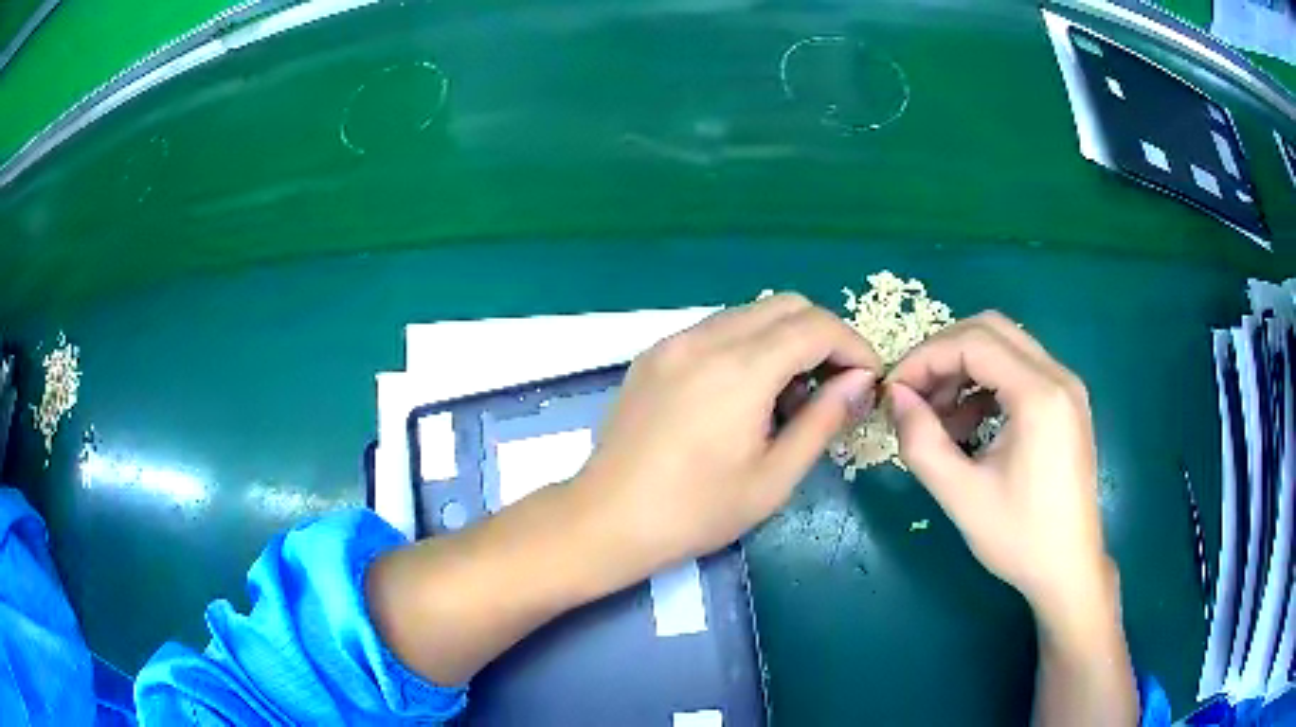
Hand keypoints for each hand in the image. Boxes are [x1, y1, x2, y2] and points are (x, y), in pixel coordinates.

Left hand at [573, 293, 881, 575]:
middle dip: (823, 336)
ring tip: (789, 396)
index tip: (868, 381)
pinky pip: (716, 329)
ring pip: (750, 313)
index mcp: (740, 369)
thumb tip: (860, 383)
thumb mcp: (774, 477)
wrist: (607, 518)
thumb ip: (823, 420)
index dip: (854, 346)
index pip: (816, 326)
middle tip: (834, 385)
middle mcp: (706, 338)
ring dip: (785, 340)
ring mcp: (674, 341)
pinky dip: (748, 345)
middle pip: (786, 305)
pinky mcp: (654, 353)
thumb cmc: (696, 511)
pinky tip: (744, 394)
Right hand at [884, 312, 1112, 621]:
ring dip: (965, 369)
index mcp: (1040, 395)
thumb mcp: (961, 496)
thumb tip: (896, 398)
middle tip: (913, 394)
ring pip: (1005, 347)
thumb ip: (921, 442)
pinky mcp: (1066, 403)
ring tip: (938, 417)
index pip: (973, 343)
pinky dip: (987, 385)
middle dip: (944, 355)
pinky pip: (1020, 371)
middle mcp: (1058, 376)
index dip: (925, 358)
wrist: (1069, 569)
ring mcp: (1067, 388)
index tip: (893, 391)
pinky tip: (969, 425)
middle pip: (991, 330)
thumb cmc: (1020, 538)